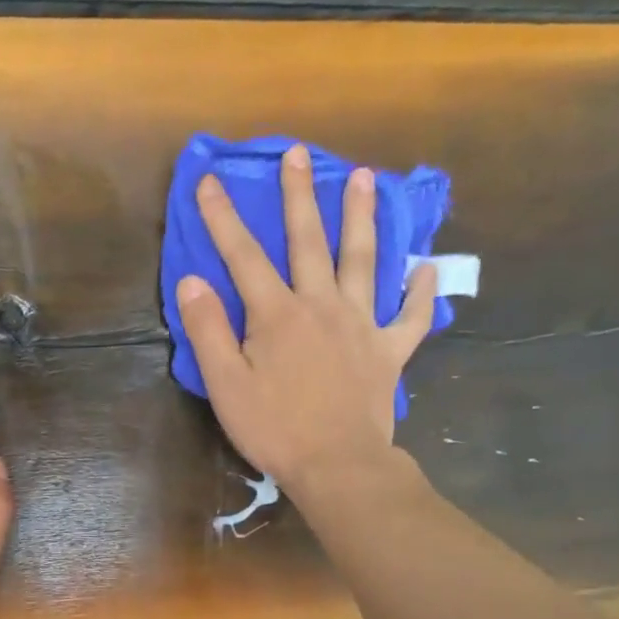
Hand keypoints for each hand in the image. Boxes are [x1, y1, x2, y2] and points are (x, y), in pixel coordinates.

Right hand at [174, 145, 438, 492]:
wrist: (338, 465)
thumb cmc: (275, 429)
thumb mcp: (226, 385)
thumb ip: (208, 330)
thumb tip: (192, 281)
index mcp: (277, 314)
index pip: (243, 256)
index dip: (223, 217)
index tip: (209, 181)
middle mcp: (321, 305)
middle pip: (309, 241)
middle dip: (299, 195)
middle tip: (299, 154)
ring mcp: (361, 324)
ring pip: (363, 260)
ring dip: (362, 217)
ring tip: (365, 178)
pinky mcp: (389, 351)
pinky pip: (410, 316)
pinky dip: (420, 292)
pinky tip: (426, 269)